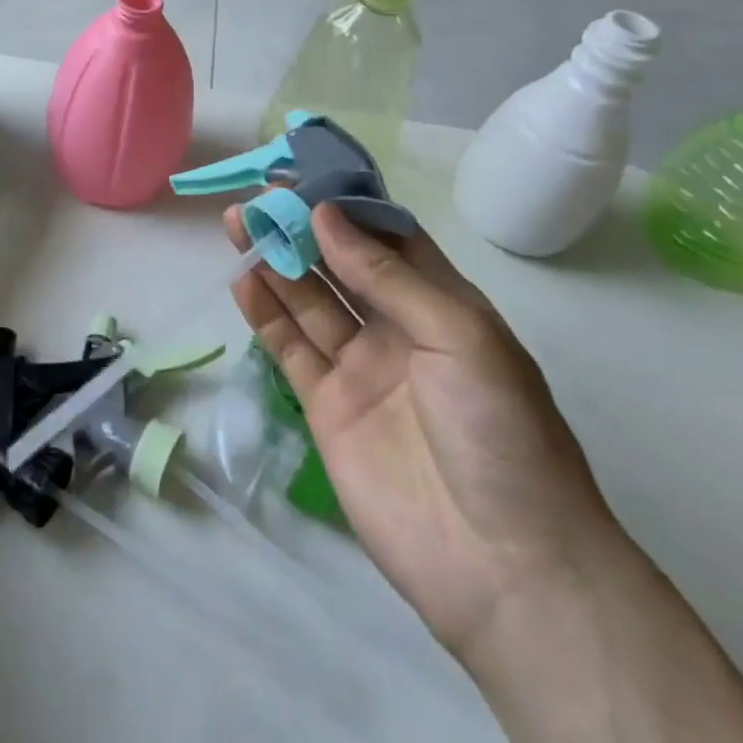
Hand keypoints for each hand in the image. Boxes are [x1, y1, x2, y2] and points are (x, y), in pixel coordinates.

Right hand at [227, 202, 621, 663]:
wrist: (504, 567)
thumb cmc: (499, 431)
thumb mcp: (458, 335)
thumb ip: (385, 275)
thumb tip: (325, 214)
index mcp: (441, 305)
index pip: (388, 239)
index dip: (347, 205)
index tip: (305, 174)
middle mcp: (397, 328)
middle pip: (340, 265)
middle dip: (302, 228)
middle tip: (259, 195)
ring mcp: (359, 368)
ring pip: (309, 300)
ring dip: (275, 260)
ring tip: (239, 222)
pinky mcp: (326, 407)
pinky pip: (290, 348)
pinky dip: (265, 313)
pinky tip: (242, 279)